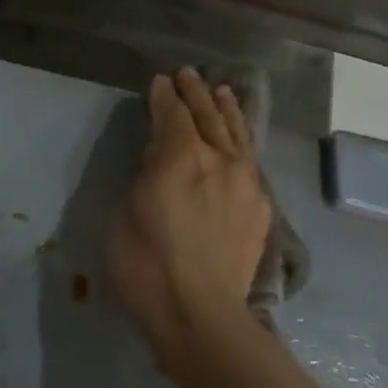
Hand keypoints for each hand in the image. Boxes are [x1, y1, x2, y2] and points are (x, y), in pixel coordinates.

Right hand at [107, 70, 271, 363]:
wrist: (200, 311)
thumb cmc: (146, 264)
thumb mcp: (127, 212)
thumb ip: (146, 175)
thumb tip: (161, 157)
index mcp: (180, 157)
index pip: (173, 114)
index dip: (165, 96)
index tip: (161, 82)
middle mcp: (218, 159)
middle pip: (207, 116)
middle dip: (195, 93)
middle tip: (188, 75)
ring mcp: (245, 182)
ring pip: (237, 134)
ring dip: (227, 110)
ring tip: (223, 91)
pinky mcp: (260, 207)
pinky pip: (251, 160)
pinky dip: (243, 140)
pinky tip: (240, 140)